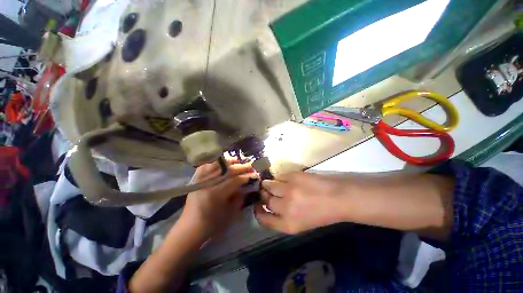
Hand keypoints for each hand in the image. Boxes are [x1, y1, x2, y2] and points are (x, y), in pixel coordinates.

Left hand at [180, 159, 258, 238]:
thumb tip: (247, 185)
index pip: (235, 180)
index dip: (246, 177)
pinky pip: (205, 166)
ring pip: (216, 165)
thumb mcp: (230, 213)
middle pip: (227, 170)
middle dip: (241, 167)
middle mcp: (206, 184)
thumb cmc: (212, 224)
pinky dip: (214, 163)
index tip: (255, 175)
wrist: (190, 228)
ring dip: (228, 162)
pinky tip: (221, 162)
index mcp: (215, 194)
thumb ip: (239, 197)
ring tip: (238, 161)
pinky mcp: (195, 180)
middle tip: (250, 166)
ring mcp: (199, 180)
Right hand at [254, 172, 350, 233]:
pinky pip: (279, 176)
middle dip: (263, 195)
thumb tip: (269, 204)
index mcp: (288, 224)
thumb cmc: (321, 214)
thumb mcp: (300, 223)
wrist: (338, 198)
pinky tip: (285, 179)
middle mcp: (285, 208)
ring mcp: (288, 190)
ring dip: (267, 184)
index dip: (258, 211)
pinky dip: (279, 178)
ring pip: (269, 185)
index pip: (264, 218)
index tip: (257, 205)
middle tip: (264, 191)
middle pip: (265, 200)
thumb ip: (283, 217)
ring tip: (270, 183)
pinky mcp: (293, 177)